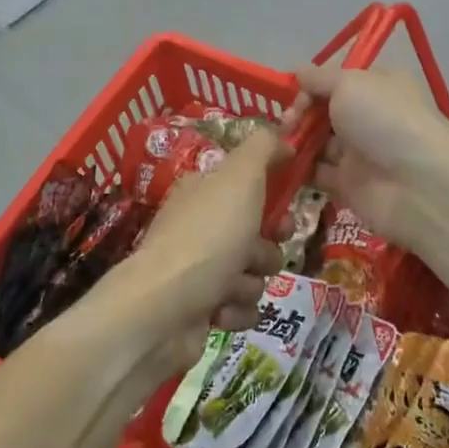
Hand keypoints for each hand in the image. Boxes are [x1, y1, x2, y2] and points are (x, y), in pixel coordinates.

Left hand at [79, 128, 284, 378]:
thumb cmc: (206, 237)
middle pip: (255, 235)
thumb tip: (284, 135)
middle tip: (259, 254)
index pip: (247, 187)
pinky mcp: (200, 310)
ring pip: (252, 274)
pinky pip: (240, 309)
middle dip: (266, 249)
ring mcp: (197, 271)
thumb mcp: (240, 177)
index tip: (286, 211)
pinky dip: (236, 311)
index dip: (272, 199)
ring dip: (249, 282)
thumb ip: (263, 148)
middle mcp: (199, 227)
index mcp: (203, 192)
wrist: (162, 309)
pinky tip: (220, 311)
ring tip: (230, 286)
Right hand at [291, 65, 448, 258]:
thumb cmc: (384, 120)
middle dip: (299, 114)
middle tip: (286, 124)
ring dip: (295, 141)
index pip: (336, 80)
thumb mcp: (349, 83)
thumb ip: (319, 78)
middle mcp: (369, 116)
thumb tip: (298, 70)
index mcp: (377, 85)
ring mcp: (360, 152)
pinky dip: (297, 169)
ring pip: (317, 142)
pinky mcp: (349, 185)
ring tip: (277, 144)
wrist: (417, 186)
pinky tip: (280, 165)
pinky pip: (316, 173)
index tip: (294, 95)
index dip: (311, 86)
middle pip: (324, 111)